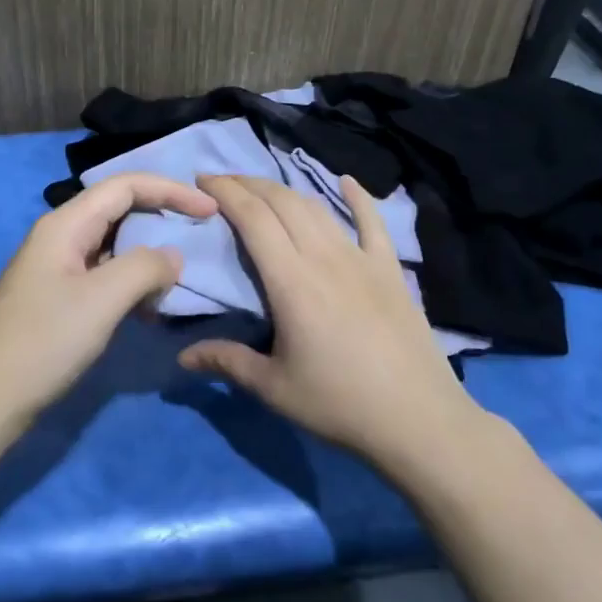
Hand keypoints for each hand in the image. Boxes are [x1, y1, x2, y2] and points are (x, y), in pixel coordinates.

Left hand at [0, 172, 217, 428]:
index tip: (210, 210)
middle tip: (199, 238)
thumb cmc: (43, 342)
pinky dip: (131, 285)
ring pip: (113, 246)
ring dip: (147, 258)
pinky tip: (147, 311)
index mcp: (65, 224)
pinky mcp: (57, 299)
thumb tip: (172, 256)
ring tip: (176, 282)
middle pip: (119, 210)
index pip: (125, 186)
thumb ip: (145, 268)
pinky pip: (103, 276)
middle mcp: (60, 237)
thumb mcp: (102, 300)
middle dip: (161, 219)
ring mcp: (56, 269)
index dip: (170, 190)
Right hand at [178, 174, 480, 471]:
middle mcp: (324, 257)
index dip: (226, 192)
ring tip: (262, 189)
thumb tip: (182, 357)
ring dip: (286, 190)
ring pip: (318, 208)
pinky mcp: (390, 270)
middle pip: (282, 202)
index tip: (202, 180)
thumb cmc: (340, 404)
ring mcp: (361, 259)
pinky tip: (346, 181)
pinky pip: (373, 223)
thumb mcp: (274, 388)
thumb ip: (227, 362)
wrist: (419, 420)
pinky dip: (358, 197)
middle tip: (222, 183)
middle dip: (248, 184)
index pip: (252, 218)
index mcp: (291, 281)